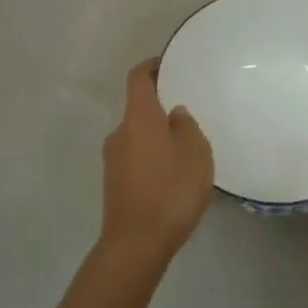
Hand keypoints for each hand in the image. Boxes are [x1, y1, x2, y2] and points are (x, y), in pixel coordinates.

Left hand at [96, 59, 213, 268]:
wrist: (136, 243)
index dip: (150, 67)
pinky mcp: (114, 184)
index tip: (166, 64)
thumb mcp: (195, 153)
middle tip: (188, 117)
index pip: (138, 79)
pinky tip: (172, 177)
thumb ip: (186, 126)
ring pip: (137, 137)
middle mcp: (119, 133)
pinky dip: (152, 159)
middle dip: (160, 110)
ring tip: (185, 151)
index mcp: (138, 118)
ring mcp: (112, 160)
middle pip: (138, 110)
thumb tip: (174, 113)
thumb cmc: (171, 190)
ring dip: (157, 138)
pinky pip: (136, 160)